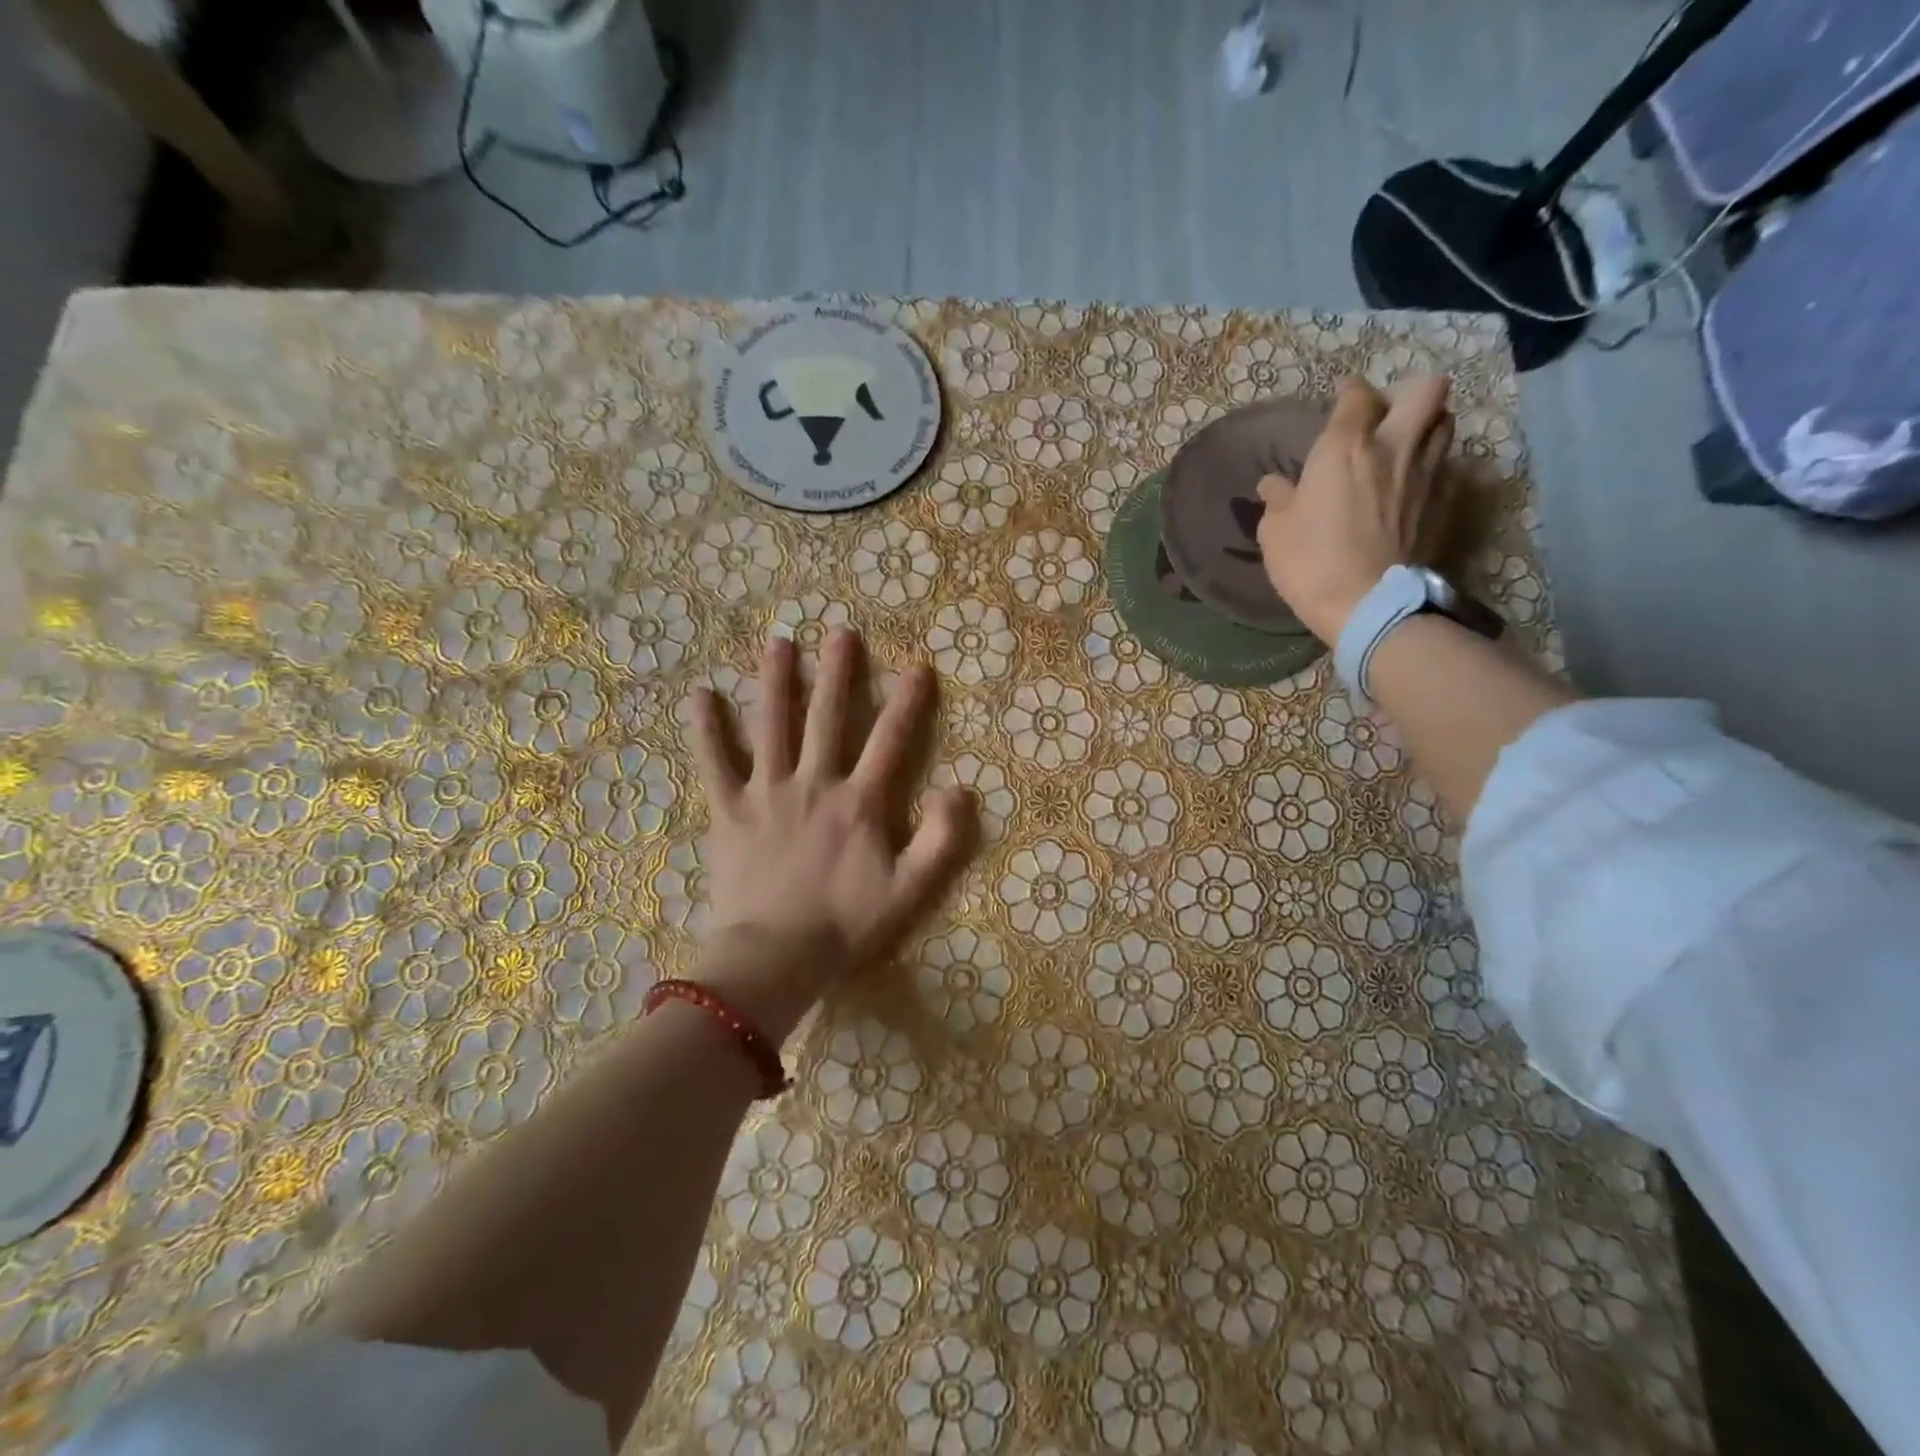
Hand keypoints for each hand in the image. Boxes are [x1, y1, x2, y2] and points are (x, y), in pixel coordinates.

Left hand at [683, 630, 976, 1036]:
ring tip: (778, 643)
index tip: (918, 667)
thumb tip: (961, 789)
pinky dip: (705, 729)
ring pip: (771, 725)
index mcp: (859, 801)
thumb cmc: (846, 924)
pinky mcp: (728, 810)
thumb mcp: (910, 889)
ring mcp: (766, 792)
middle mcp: (813, 783)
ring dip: (775, 682)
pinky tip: (699, 696)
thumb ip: (941, 839)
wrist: (776, 956)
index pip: (890, 740)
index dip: (908, 702)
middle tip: (840, 633)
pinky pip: (714, 763)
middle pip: (827, 717)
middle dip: (837, 673)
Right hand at [1256, 375, 1456, 642]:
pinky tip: (1414, 486)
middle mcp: (1394, 446)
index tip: (1340, 400)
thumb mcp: (1275, 532)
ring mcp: (1427, 472)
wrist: (1369, 603)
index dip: (1349, 393)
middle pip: (1425, 389)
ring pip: (1445, 422)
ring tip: (1404, 448)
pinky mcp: (1445, 501)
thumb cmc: (1311, 562)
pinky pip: (1449, 466)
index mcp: (1345, 447)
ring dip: (1426, 426)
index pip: (1357, 396)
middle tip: (1385, 418)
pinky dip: (1434, 467)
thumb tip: (1274, 484)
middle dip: (1407, 394)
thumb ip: (1278, 500)